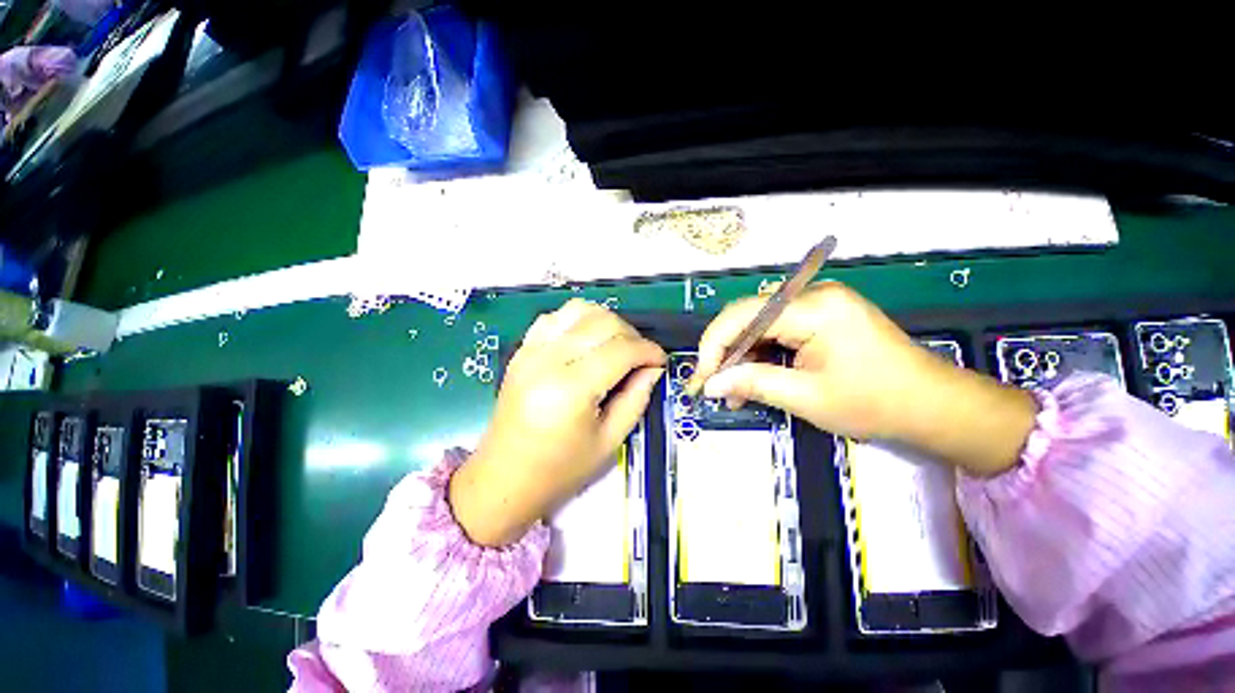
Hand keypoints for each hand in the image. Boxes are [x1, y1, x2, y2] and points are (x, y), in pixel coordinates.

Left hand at [450, 299, 665, 545]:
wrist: (504, 477)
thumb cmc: (560, 469)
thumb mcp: (610, 441)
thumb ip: (637, 398)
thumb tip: (654, 367)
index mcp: (571, 389)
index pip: (621, 350)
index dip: (649, 351)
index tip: (661, 361)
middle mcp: (548, 360)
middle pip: (602, 322)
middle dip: (632, 335)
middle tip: (641, 358)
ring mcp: (530, 350)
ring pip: (579, 309)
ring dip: (606, 321)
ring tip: (617, 345)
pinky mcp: (522, 350)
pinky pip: (555, 317)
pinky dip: (579, 320)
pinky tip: (587, 341)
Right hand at [689, 282, 1036, 475]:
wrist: (934, 406)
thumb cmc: (875, 403)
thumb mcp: (807, 398)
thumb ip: (752, 384)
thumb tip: (710, 385)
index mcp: (813, 308)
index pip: (742, 316)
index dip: (714, 345)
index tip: (702, 378)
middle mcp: (813, 295)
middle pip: (748, 318)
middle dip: (726, 353)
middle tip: (715, 387)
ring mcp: (818, 303)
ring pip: (759, 326)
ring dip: (743, 357)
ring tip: (734, 391)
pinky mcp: (822, 316)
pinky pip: (777, 331)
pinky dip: (762, 355)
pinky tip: (754, 379)